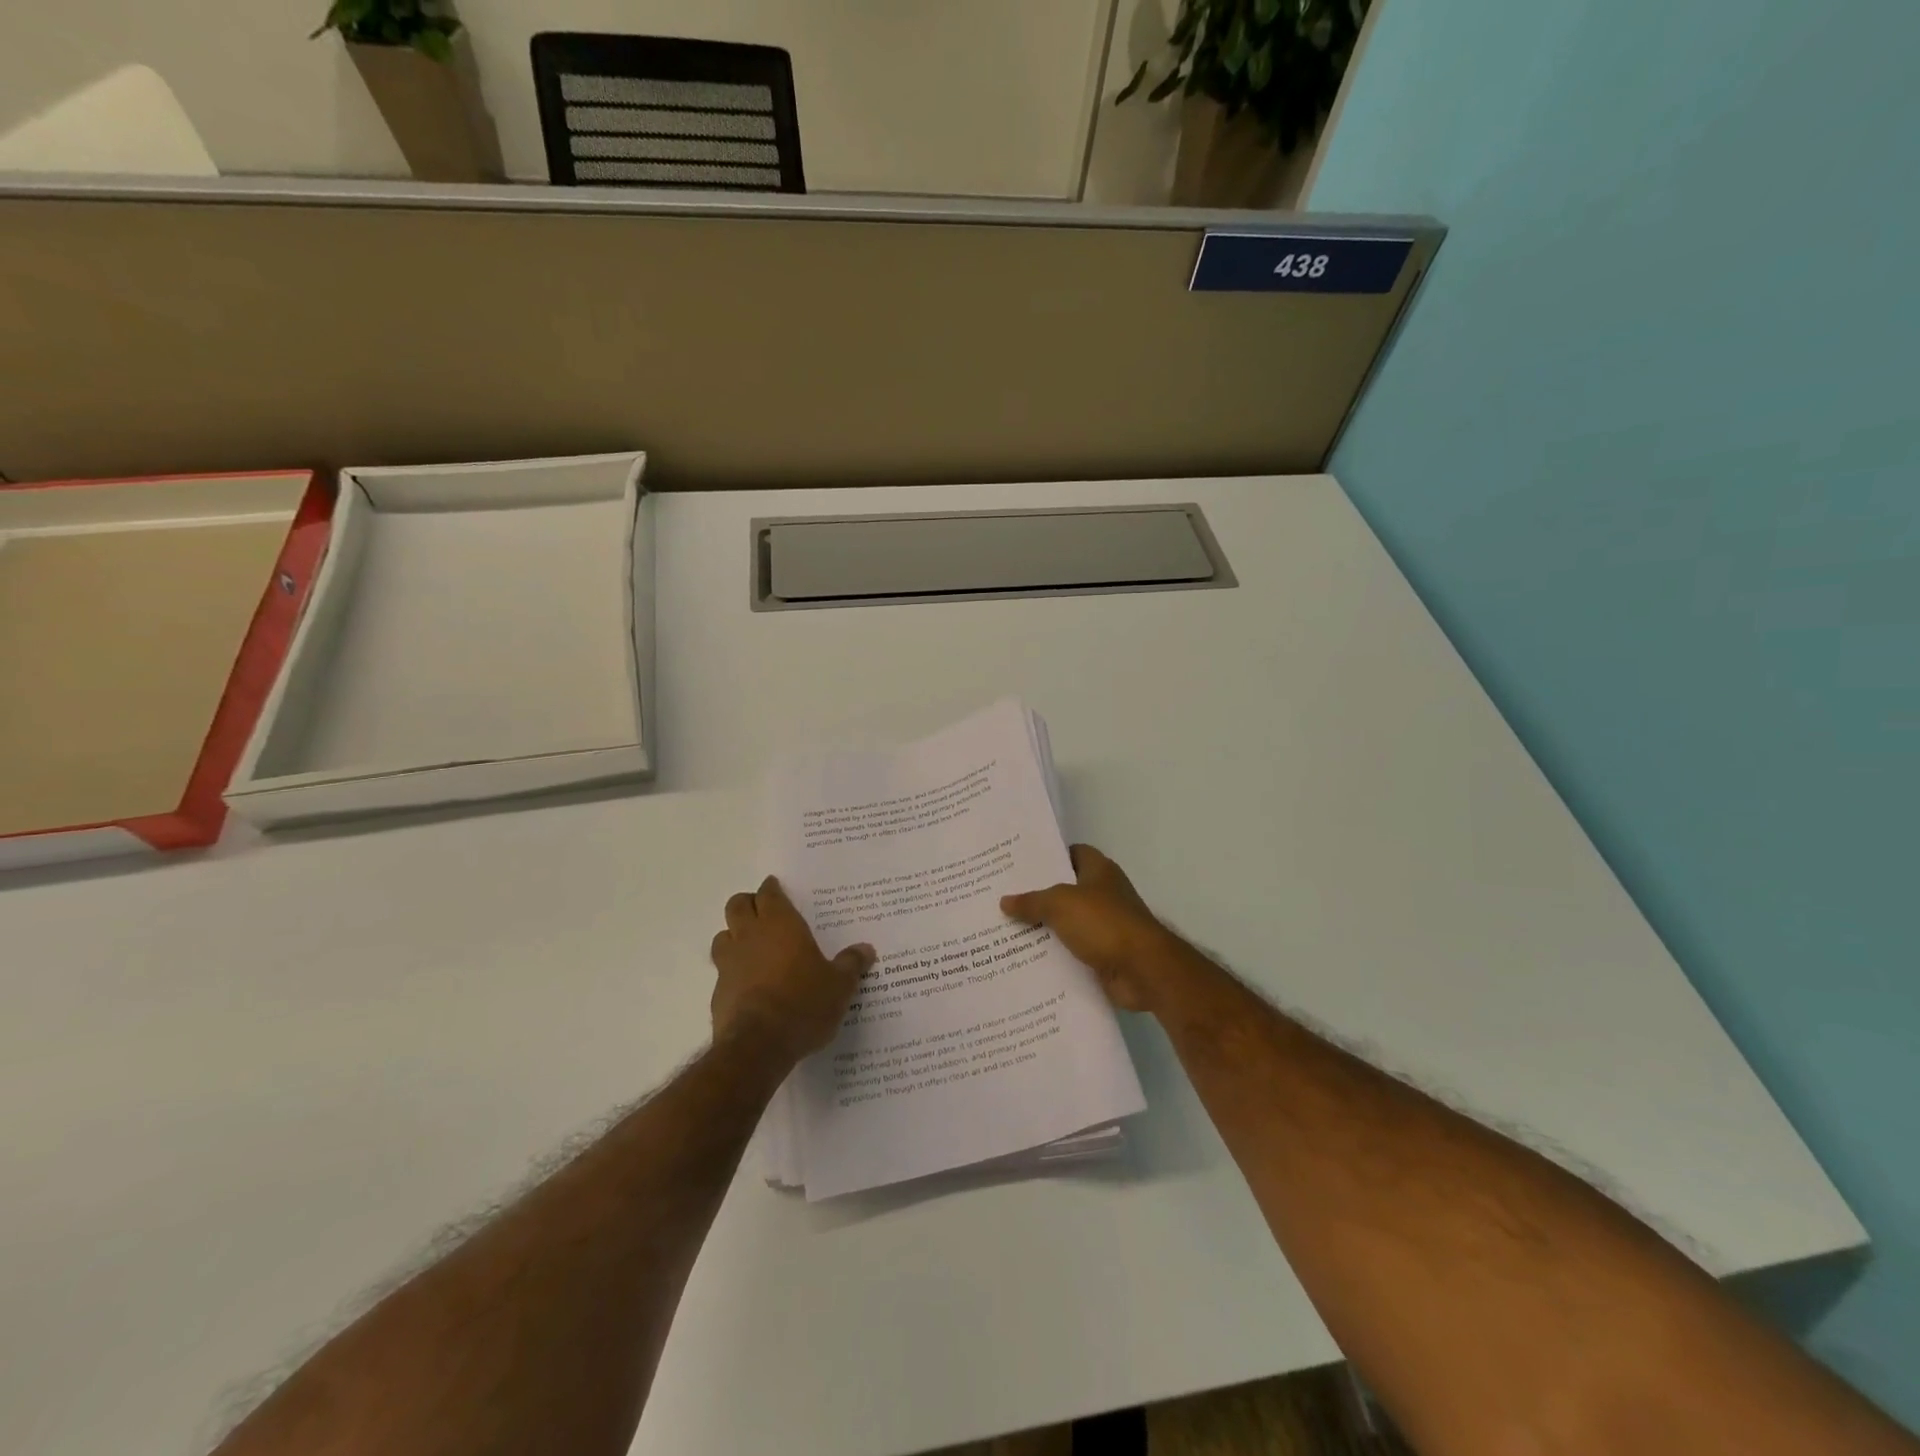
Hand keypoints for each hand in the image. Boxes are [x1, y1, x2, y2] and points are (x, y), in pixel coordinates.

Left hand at [709, 877, 873, 1060]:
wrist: (758, 1046)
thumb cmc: (804, 1003)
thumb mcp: (839, 985)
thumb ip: (851, 964)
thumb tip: (866, 949)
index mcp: (780, 924)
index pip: (769, 893)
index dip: (772, 889)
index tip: (777, 889)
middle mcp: (750, 936)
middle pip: (738, 905)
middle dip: (749, 904)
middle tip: (764, 913)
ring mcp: (729, 963)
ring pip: (723, 936)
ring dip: (734, 936)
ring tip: (752, 948)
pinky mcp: (717, 992)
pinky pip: (722, 971)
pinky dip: (732, 971)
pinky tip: (749, 985)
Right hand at [1000, 845, 1179, 1011]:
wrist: (1143, 970)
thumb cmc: (1104, 923)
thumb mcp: (1060, 904)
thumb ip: (1032, 901)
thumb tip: (1005, 901)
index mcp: (1099, 871)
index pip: (1073, 853)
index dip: (1049, 856)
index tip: (1019, 863)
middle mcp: (1104, 895)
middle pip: (1066, 890)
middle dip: (1038, 895)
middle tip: (1003, 897)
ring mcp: (1105, 926)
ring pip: (1067, 923)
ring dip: (1043, 928)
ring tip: (1005, 928)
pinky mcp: (1104, 955)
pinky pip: (1072, 951)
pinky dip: (1054, 955)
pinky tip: (1025, 958)